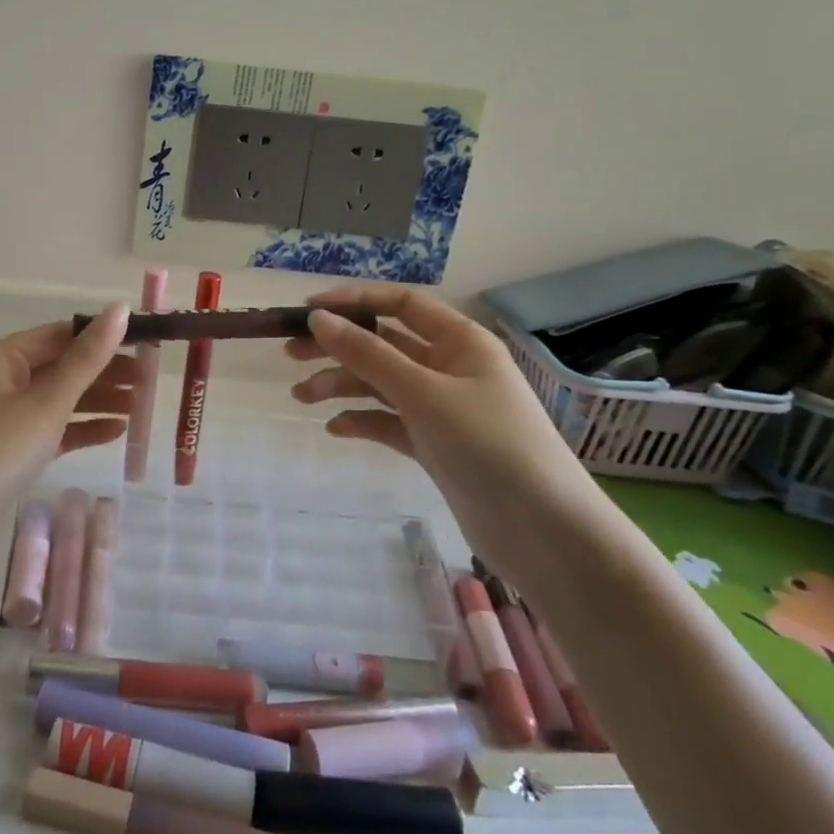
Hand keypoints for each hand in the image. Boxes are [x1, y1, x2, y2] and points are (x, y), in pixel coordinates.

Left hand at [0, 304, 132, 539]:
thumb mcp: (47, 402)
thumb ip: (87, 358)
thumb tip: (120, 309)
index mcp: (0, 358)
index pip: (61, 335)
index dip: (103, 337)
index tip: (145, 345)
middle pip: (61, 367)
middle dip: (104, 373)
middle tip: (149, 382)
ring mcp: (2, 417)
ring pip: (58, 399)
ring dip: (97, 401)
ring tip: (141, 407)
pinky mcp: (8, 450)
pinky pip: (51, 429)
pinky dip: (80, 428)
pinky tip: (116, 433)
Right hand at [286, 283, 618, 589]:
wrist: (543, 531)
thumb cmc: (488, 444)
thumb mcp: (422, 393)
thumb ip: (368, 354)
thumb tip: (318, 319)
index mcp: (460, 342)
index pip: (400, 304)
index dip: (354, 302)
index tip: (307, 312)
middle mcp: (450, 368)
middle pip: (384, 344)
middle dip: (338, 347)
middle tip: (290, 355)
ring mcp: (442, 408)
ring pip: (381, 384)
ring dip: (342, 386)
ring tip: (301, 398)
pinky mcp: (435, 445)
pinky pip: (390, 422)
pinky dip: (363, 421)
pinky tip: (336, 429)